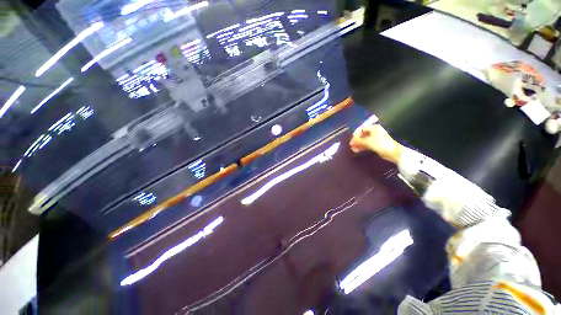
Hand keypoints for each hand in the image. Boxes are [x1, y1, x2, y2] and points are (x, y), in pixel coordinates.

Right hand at [350, 124, 403, 163]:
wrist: (392, 152)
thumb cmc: (380, 144)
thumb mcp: (367, 141)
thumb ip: (358, 140)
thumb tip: (351, 141)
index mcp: (373, 128)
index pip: (361, 128)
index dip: (356, 134)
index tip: (352, 139)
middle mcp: (374, 132)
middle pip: (362, 135)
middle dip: (356, 140)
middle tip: (351, 145)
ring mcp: (375, 138)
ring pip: (364, 140)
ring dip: (358, 144)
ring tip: (353, 149)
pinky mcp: (375, 144)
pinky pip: (366, 144)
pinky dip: (362, 147)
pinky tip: (357, 150)